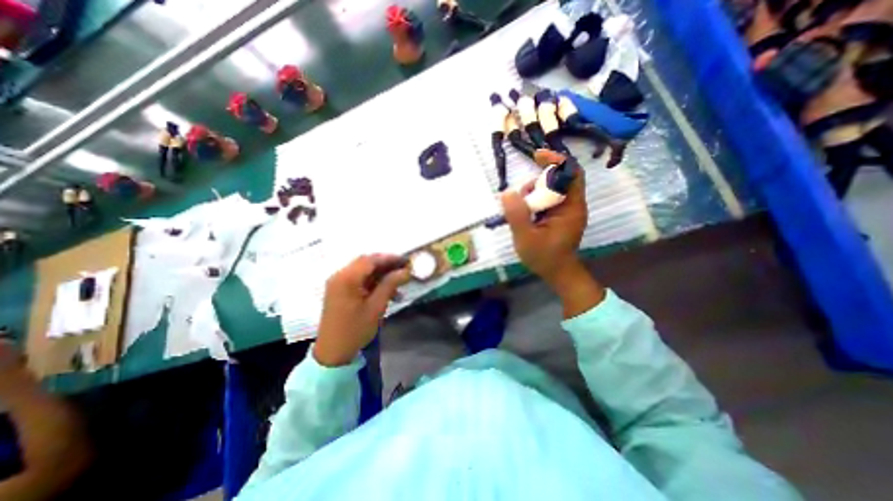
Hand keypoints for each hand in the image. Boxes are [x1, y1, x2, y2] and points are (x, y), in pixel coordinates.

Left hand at [313, 257, 410, 365]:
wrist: (332, 353)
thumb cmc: (355, 329)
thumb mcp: (376, 307)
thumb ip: (390, 284)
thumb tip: (405, 271)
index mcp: (346, 278)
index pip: (371, 260)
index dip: (390, 258)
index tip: (406, 261)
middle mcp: (340, 276)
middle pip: (366, 263)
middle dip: (386, 265)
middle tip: (404, 270)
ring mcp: (338, 283)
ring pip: (364, 271)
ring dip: (381, 275)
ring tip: (398, 284)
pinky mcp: (339, 291)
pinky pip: (359, 280)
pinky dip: (373, 283)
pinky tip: (387, 292)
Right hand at [501, 152, 590, 284]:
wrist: (557, 273)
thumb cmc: (544, 257)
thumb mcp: (526, 237)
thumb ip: (517, 215)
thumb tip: (507, 193)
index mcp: (571, 207)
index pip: (571, 173)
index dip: (556, 160)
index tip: (537, 156)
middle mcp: (572, 205)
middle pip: (560, 179)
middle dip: (539, 181)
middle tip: (522, 195)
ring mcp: (566, 210)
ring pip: (551, 189)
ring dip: (534, 192)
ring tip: (520, 207)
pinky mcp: (559, 216)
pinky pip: (547, 200)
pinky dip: (534, 200)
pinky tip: (524, 212)